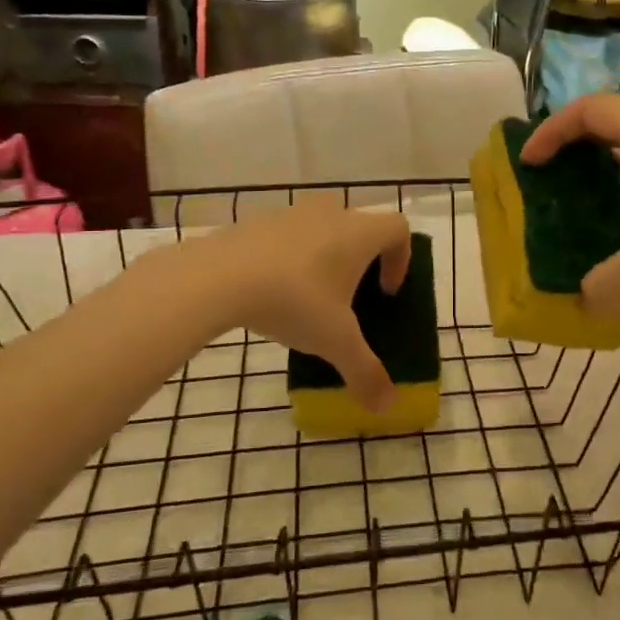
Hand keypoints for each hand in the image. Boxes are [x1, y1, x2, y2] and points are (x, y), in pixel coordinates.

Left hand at [197, 199, 411, 411]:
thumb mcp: (335, 342)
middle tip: (349, 297)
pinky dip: (289, 258)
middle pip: (360, 227)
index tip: (385, 292)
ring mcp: (290, 213)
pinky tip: (272, 292)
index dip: (401, 259)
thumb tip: (387, 406)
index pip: (398, 230)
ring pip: (321, 229)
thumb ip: (365, 372)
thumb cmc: (294, 301)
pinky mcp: (256, 221)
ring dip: (324, 257)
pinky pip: (286, 236)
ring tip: (308, 297)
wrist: (217, 277)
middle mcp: (330, 213)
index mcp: (359, 233)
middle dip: (361, 260)